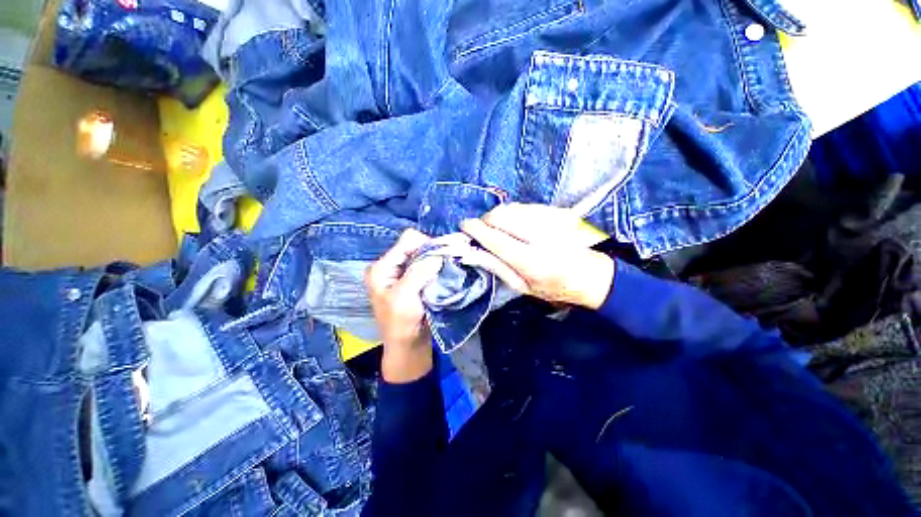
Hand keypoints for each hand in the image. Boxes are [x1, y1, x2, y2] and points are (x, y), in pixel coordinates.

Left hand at [365, 229, 442, 382]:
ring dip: (438, 260)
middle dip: (434, 251)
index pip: (407, 241)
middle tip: (450, 260)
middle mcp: (392, 266)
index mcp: (382, 267)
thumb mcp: (405, 296)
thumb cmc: (401, 324)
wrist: (408, 347)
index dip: (427, 243)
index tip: (443, 255)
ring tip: (450, 266)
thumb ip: (420, 272)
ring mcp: (405, 273)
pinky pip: (429, 266)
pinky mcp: (415, 280)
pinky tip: (446, 272)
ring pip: (425, 255)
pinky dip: (439, 267)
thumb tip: (440, 253)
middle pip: (417, 246)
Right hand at [460, 204, 614, 308]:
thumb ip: (497, 267)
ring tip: (503, 230)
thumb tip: (473, 250)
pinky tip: (519, 225)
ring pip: (512, 208)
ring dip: (500, 217)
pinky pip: (526, 206)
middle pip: (501, 216)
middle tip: (484, 231)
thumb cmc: (554, 287)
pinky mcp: (559, 211)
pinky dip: (515, 214)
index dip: (475, 229)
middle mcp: (542, 237)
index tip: (464, 225)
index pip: (495, 238)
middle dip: (486, 220)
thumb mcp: (522, 287)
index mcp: (532, 262)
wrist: (590, 275)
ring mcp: (553, 220)